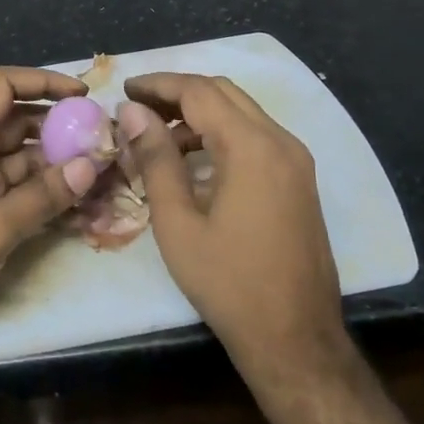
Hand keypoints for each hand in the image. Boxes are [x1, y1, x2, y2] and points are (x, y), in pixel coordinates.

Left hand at [0, 67, 102, 365]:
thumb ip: (40, 198)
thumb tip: (90, 166)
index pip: (2, 88)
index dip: (42, 82)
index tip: (84, 97)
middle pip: (19, 125)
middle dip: (61, 129)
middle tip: (105, 143)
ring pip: (24, 164)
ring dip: (60, 168)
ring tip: (105, 177)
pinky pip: (20, 198)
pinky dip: (48, 200)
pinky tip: (84, 211)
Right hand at [118, 74, 349, 386]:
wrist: (295, 338)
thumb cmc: (228, 283)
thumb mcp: (178, 222)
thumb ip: (155, 159)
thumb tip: (132, 111)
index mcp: (252, 147)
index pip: (199, 91)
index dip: (158, 84)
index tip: (124, 88)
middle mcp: (281, 141)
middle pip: (224, 93)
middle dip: (178, 93)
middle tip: (137, 108)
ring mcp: (296, 160)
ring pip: (241, 112)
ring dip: (199, 113)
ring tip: (157, 137)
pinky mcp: (299, 179)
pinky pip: (256, 136)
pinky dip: (221, 134)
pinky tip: (192, 161)